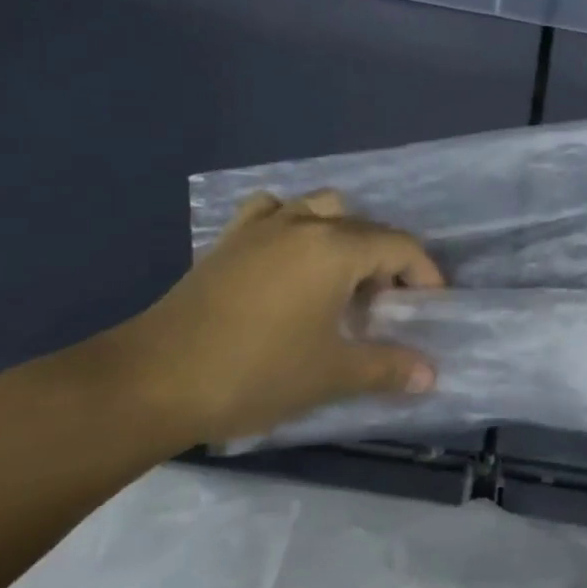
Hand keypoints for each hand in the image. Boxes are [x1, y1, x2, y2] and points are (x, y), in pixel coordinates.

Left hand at [82, 190, 443, 449]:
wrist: (155, 379)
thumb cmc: (256, 372)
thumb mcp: (331, 373)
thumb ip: (387, 367)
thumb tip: (430, 375)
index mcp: (334, 248)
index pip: (399, 245)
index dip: (424, 273)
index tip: (431, 307)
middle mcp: (302, 224)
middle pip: (363, 226)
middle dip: (386, 259)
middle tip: (385, 305)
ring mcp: (261, 227)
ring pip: (318, 208)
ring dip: (342, 235)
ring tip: (341, 280)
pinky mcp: (228, 241)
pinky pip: (272, 213)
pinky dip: (292, 225)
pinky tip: (289, 259)